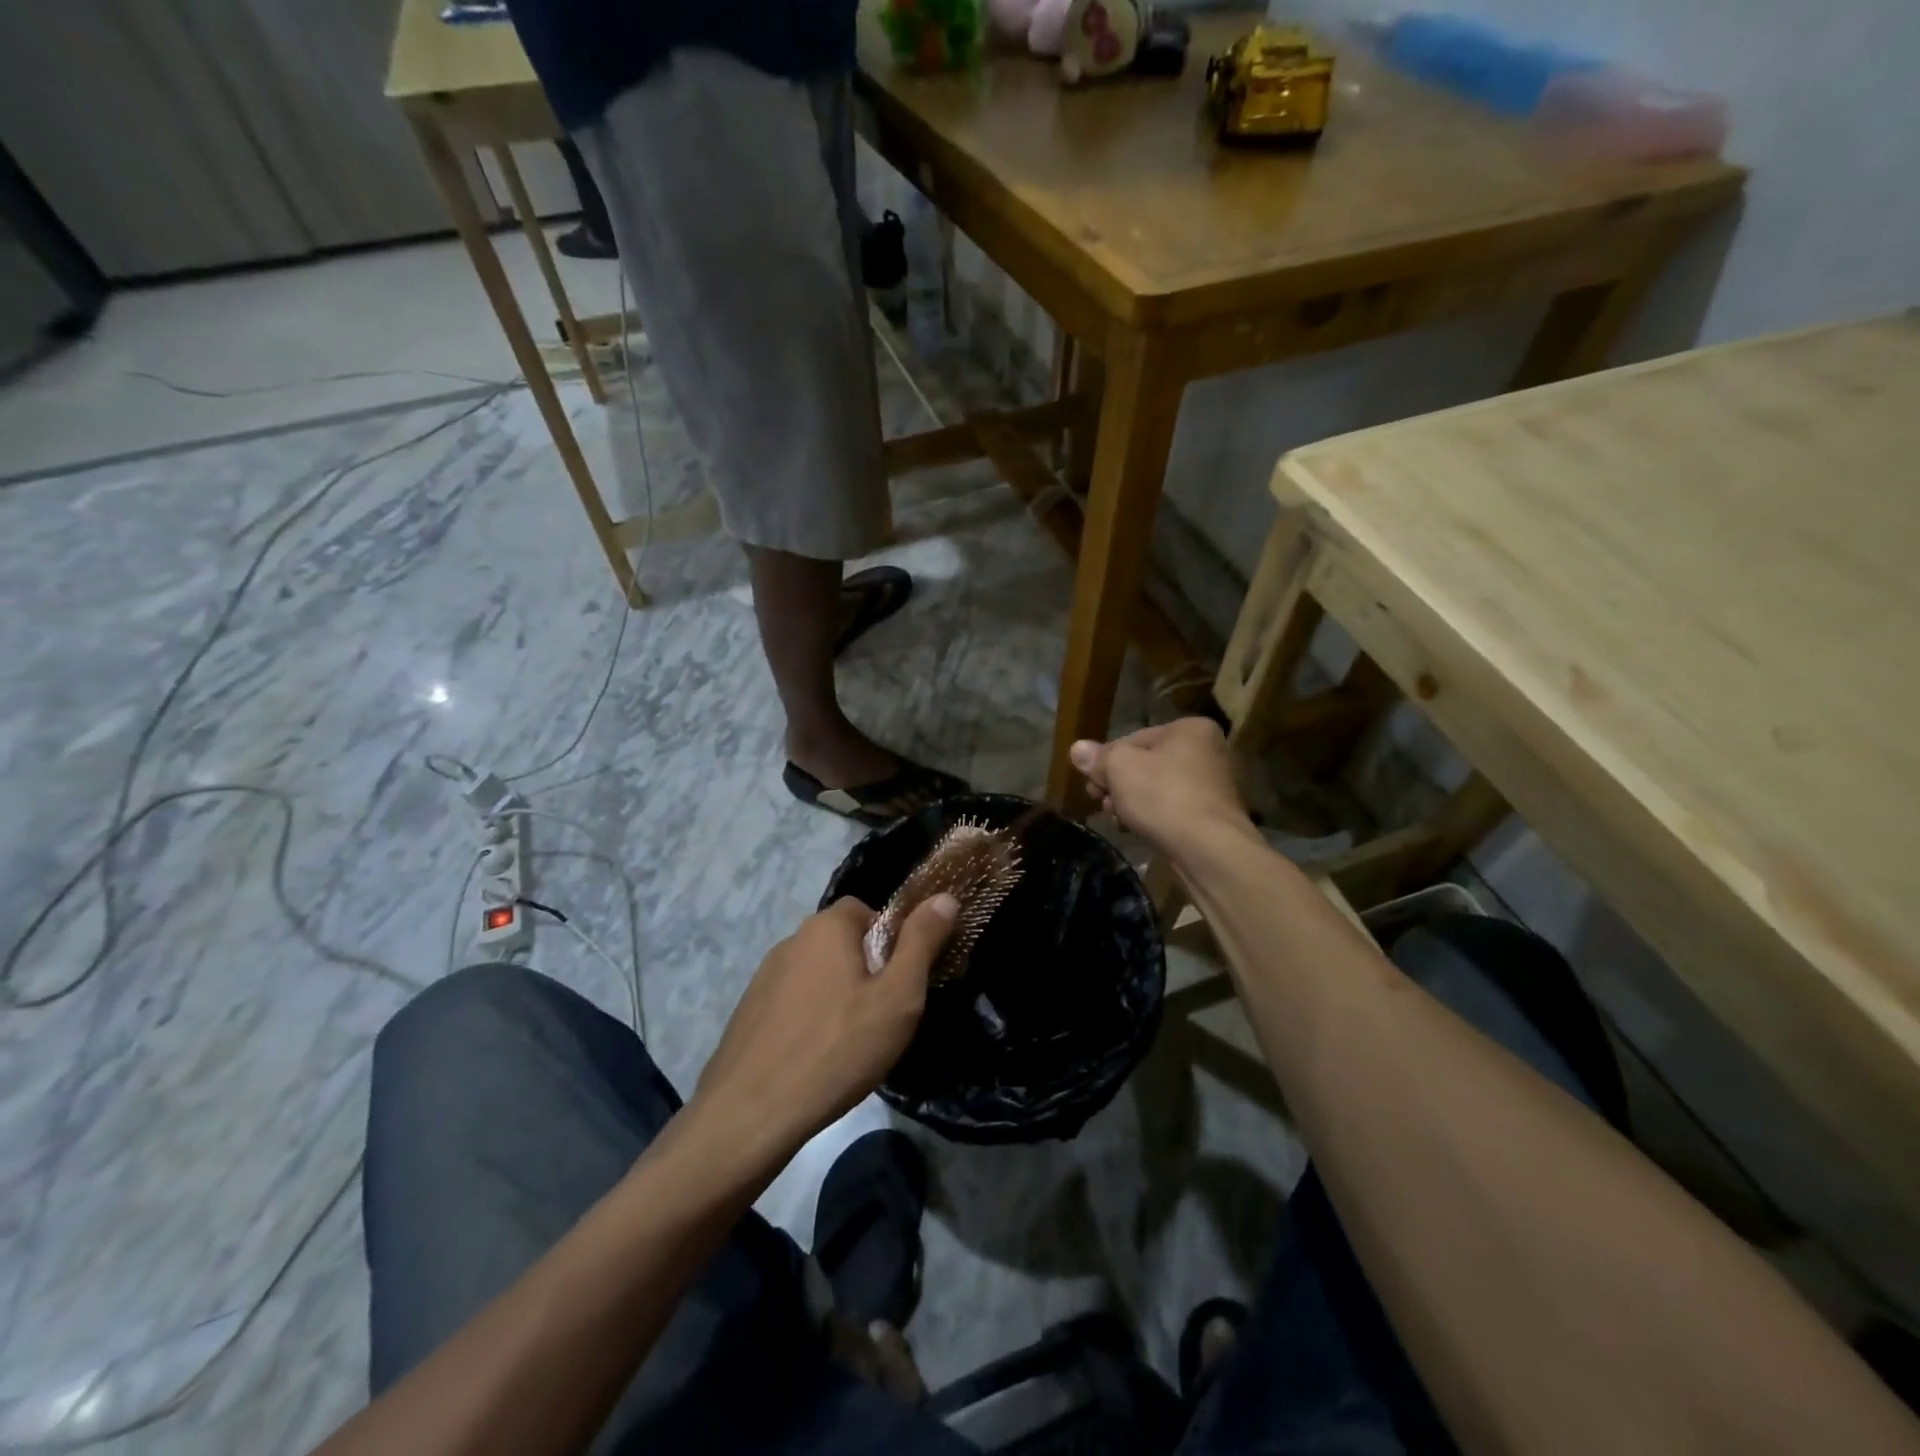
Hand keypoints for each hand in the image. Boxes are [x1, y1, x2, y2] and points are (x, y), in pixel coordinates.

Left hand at [694, 894, 956, 1163]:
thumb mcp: (897, 997)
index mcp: (826, 927)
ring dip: (837, 995)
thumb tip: (945, 897)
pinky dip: (809, 1018)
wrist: (751, 1113)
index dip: (891, 940)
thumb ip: (922, 942)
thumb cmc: (837, 1049)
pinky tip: (816, 1057)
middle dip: (866, 969)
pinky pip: (793, 1001)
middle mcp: (791, 940)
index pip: (866, 910)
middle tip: (882, 1015)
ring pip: (817, 973)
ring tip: (850, 1042)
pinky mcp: (749, 1011)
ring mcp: (764, 977)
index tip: (901, 981)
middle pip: (841, 942)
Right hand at [1069, 718, 1253, 859]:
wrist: (1209, 849)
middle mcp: (1209, 750)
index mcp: (1190, 729)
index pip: (1133, 739)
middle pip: (1147, 764)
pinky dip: (1155, 817)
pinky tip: (1138, 831)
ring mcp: (1215, 785)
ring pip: (1158, 789)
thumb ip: (1097, 758)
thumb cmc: (1163, 796)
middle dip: (1119, 785)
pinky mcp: (1215, 815)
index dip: (1106, 761)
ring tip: (1118, 820)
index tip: (1091, 784)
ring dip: (1133, 802)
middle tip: (1101, 803)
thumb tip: (1077, 749)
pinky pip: (1174, 809)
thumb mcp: (1119, 769)